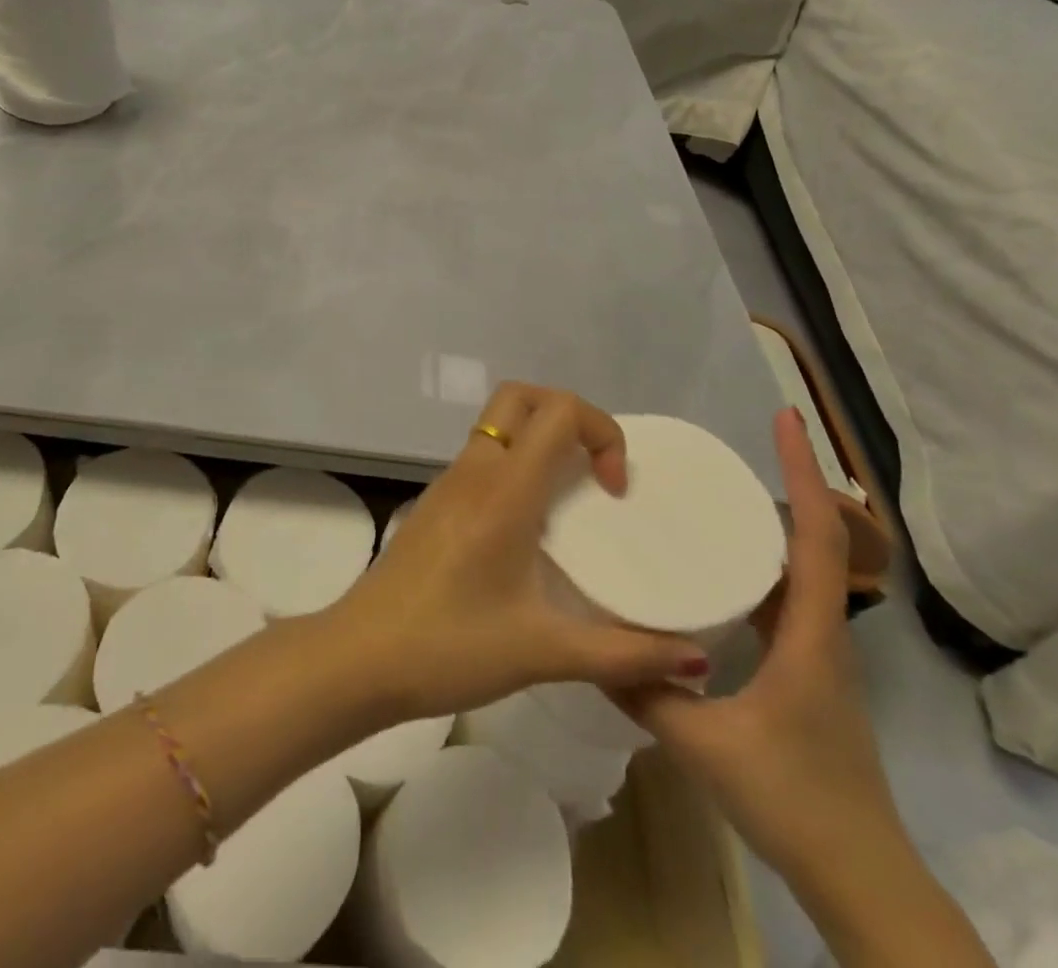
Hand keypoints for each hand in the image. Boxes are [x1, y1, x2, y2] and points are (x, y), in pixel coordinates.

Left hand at [322, 383, 705, 722]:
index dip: (601, 431)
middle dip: (568, 414)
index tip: (613, 490)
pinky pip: (483, 454)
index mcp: (504, 490)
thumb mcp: (542, 652)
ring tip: (571, 499)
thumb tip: (698, 661)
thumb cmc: (449, 647)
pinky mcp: (436, 501)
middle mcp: (475, 469)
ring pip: (499, 423)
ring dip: (540, 439)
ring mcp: (449, 481)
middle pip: (522, 396)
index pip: (558, 410)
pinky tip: (530, 526)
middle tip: (593, 473)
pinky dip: (516, 462)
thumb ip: (624, 655)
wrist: (359, 657)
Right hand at [619, 410, 907, 889]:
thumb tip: (591, 646)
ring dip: (770, 530)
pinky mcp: (805, 676)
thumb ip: (644, 691)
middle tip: (727, 456)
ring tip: (714, 503)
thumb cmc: (795, 801)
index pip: (815, 537)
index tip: (787, 420)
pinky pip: (784, 605)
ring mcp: (817, 656)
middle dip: (785, 487)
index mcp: (811, 634)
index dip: (804, 473)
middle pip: (813, 542)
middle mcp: (822, 633)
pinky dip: (757, 573)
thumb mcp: (704, 744)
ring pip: (798, 574)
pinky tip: (715, 578)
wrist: (862, 881)